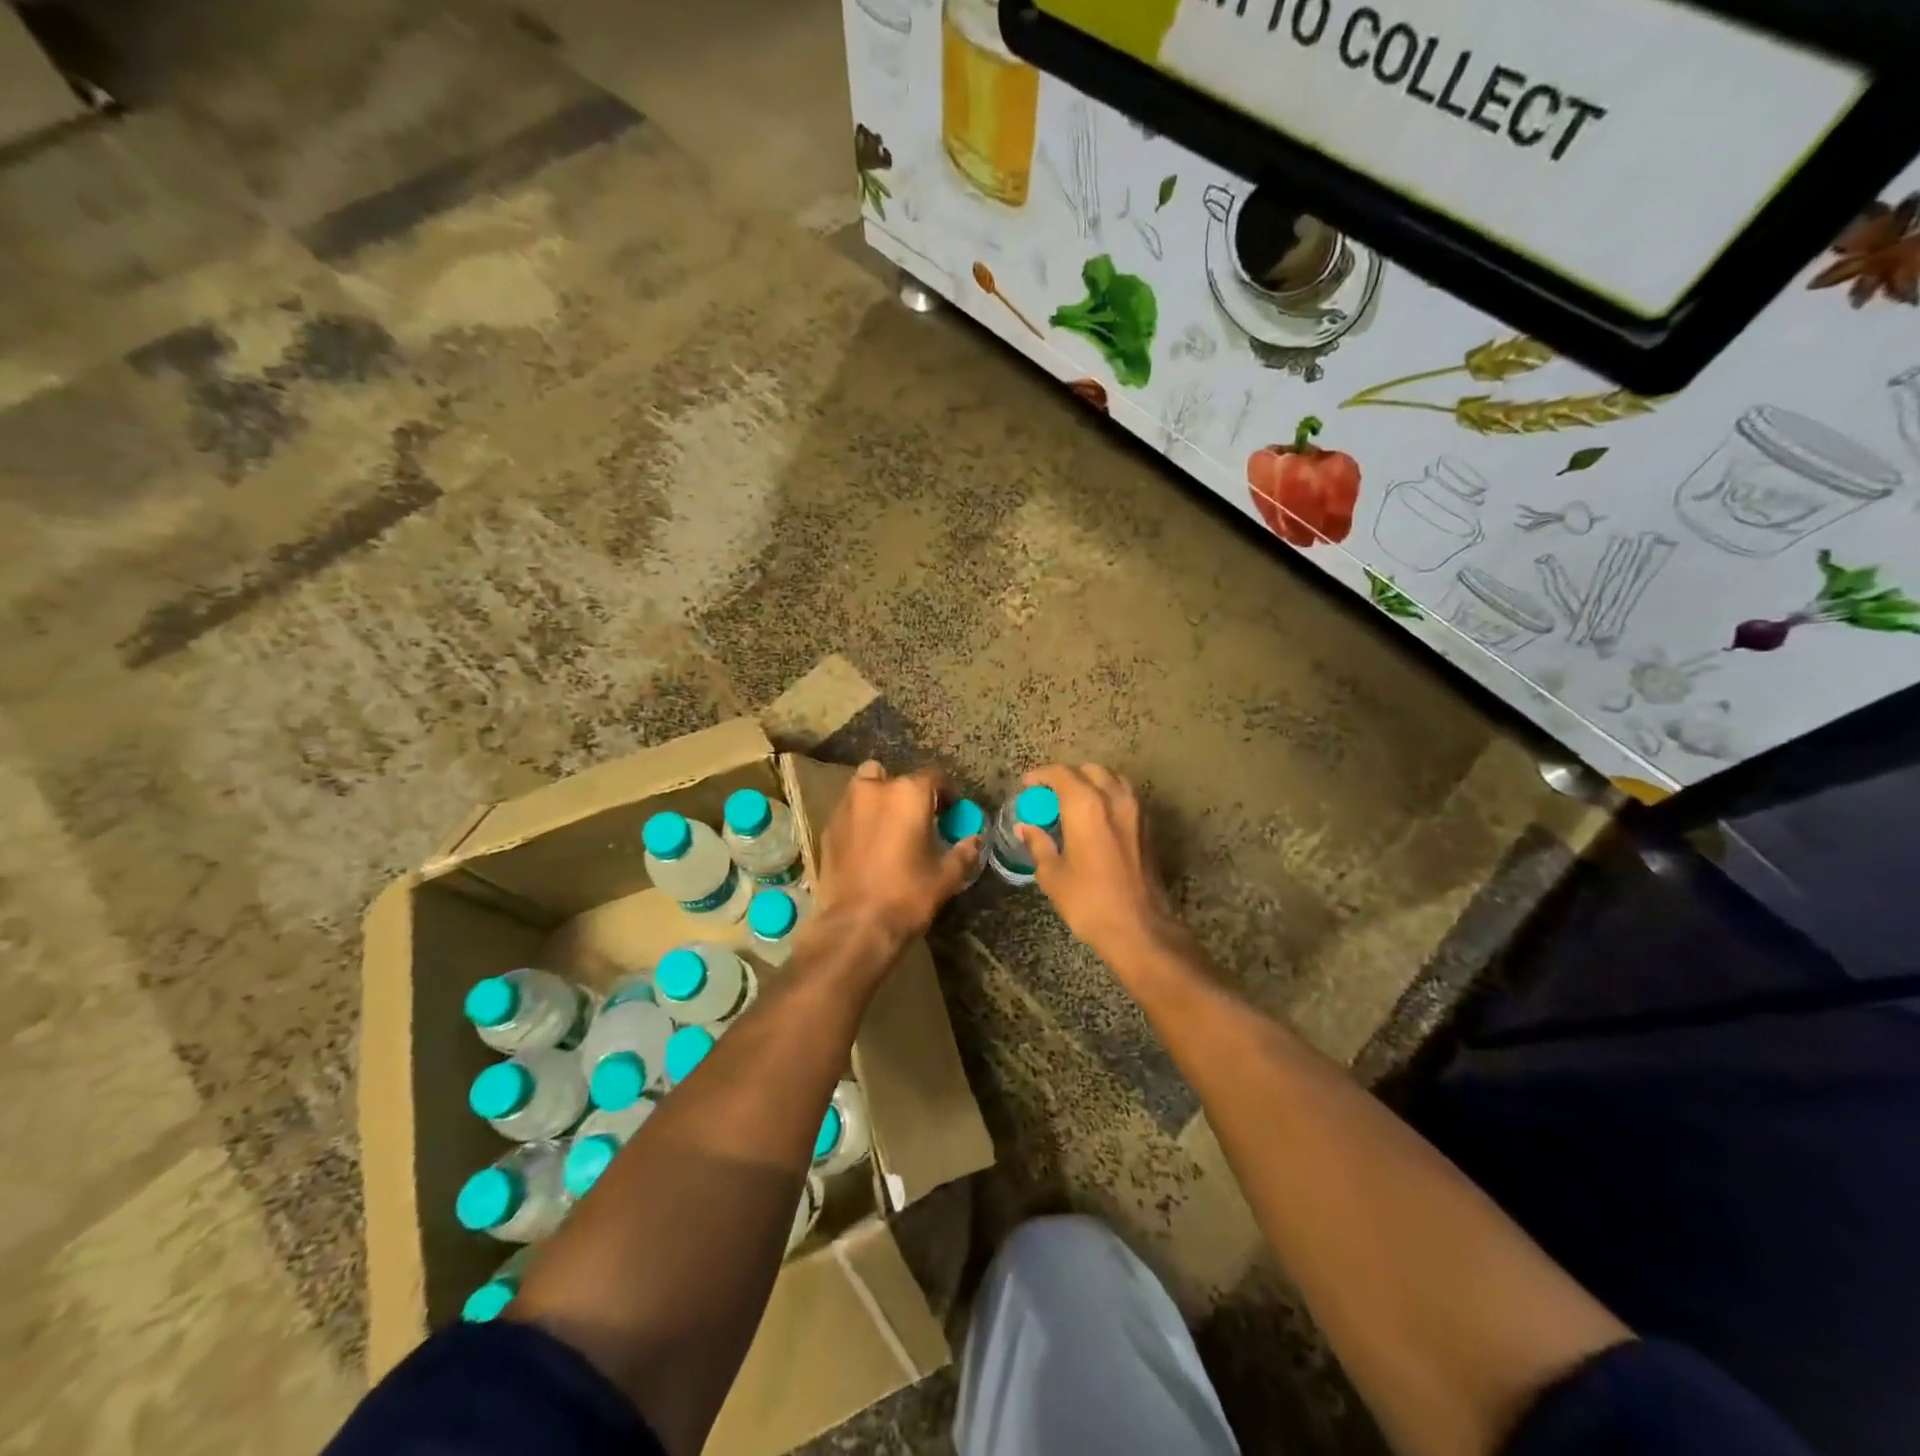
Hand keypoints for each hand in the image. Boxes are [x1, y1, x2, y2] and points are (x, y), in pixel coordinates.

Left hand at [812, 761, 980, 949]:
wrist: (855, 926)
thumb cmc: (907, 895)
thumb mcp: (946, 877)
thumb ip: (964, 852)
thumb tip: (975, 840)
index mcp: (908, 794)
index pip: (934, 777)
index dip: (946, 793)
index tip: (951, 811)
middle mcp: (874, 790)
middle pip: (893, 776)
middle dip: (906, 791)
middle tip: (916, 817)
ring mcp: (846, 807)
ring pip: (865, 788)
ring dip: (879, 800)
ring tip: (889, 828)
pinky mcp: (827, 829)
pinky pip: (849, 813)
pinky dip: (860, 820)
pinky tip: (867, 846)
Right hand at [1017, 765, 1186, 967]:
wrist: (1139, 927)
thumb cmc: (1088, 901)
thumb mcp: (1053, 875)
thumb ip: (1039, 844)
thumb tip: (1026, 828)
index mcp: (1085, 806)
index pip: (1061, 774)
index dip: (1041, 775)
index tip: (1028, 784)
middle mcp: (1113, 798)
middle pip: (1089, 770)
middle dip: (1067, 776)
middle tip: (1050, 794)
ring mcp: (1136, 810)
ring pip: (1112, 779)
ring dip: (1092, 783)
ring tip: (1075, 802)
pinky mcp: (1148, 826)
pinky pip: (1126, 796)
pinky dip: (1109, 796)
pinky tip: (1097, 817)